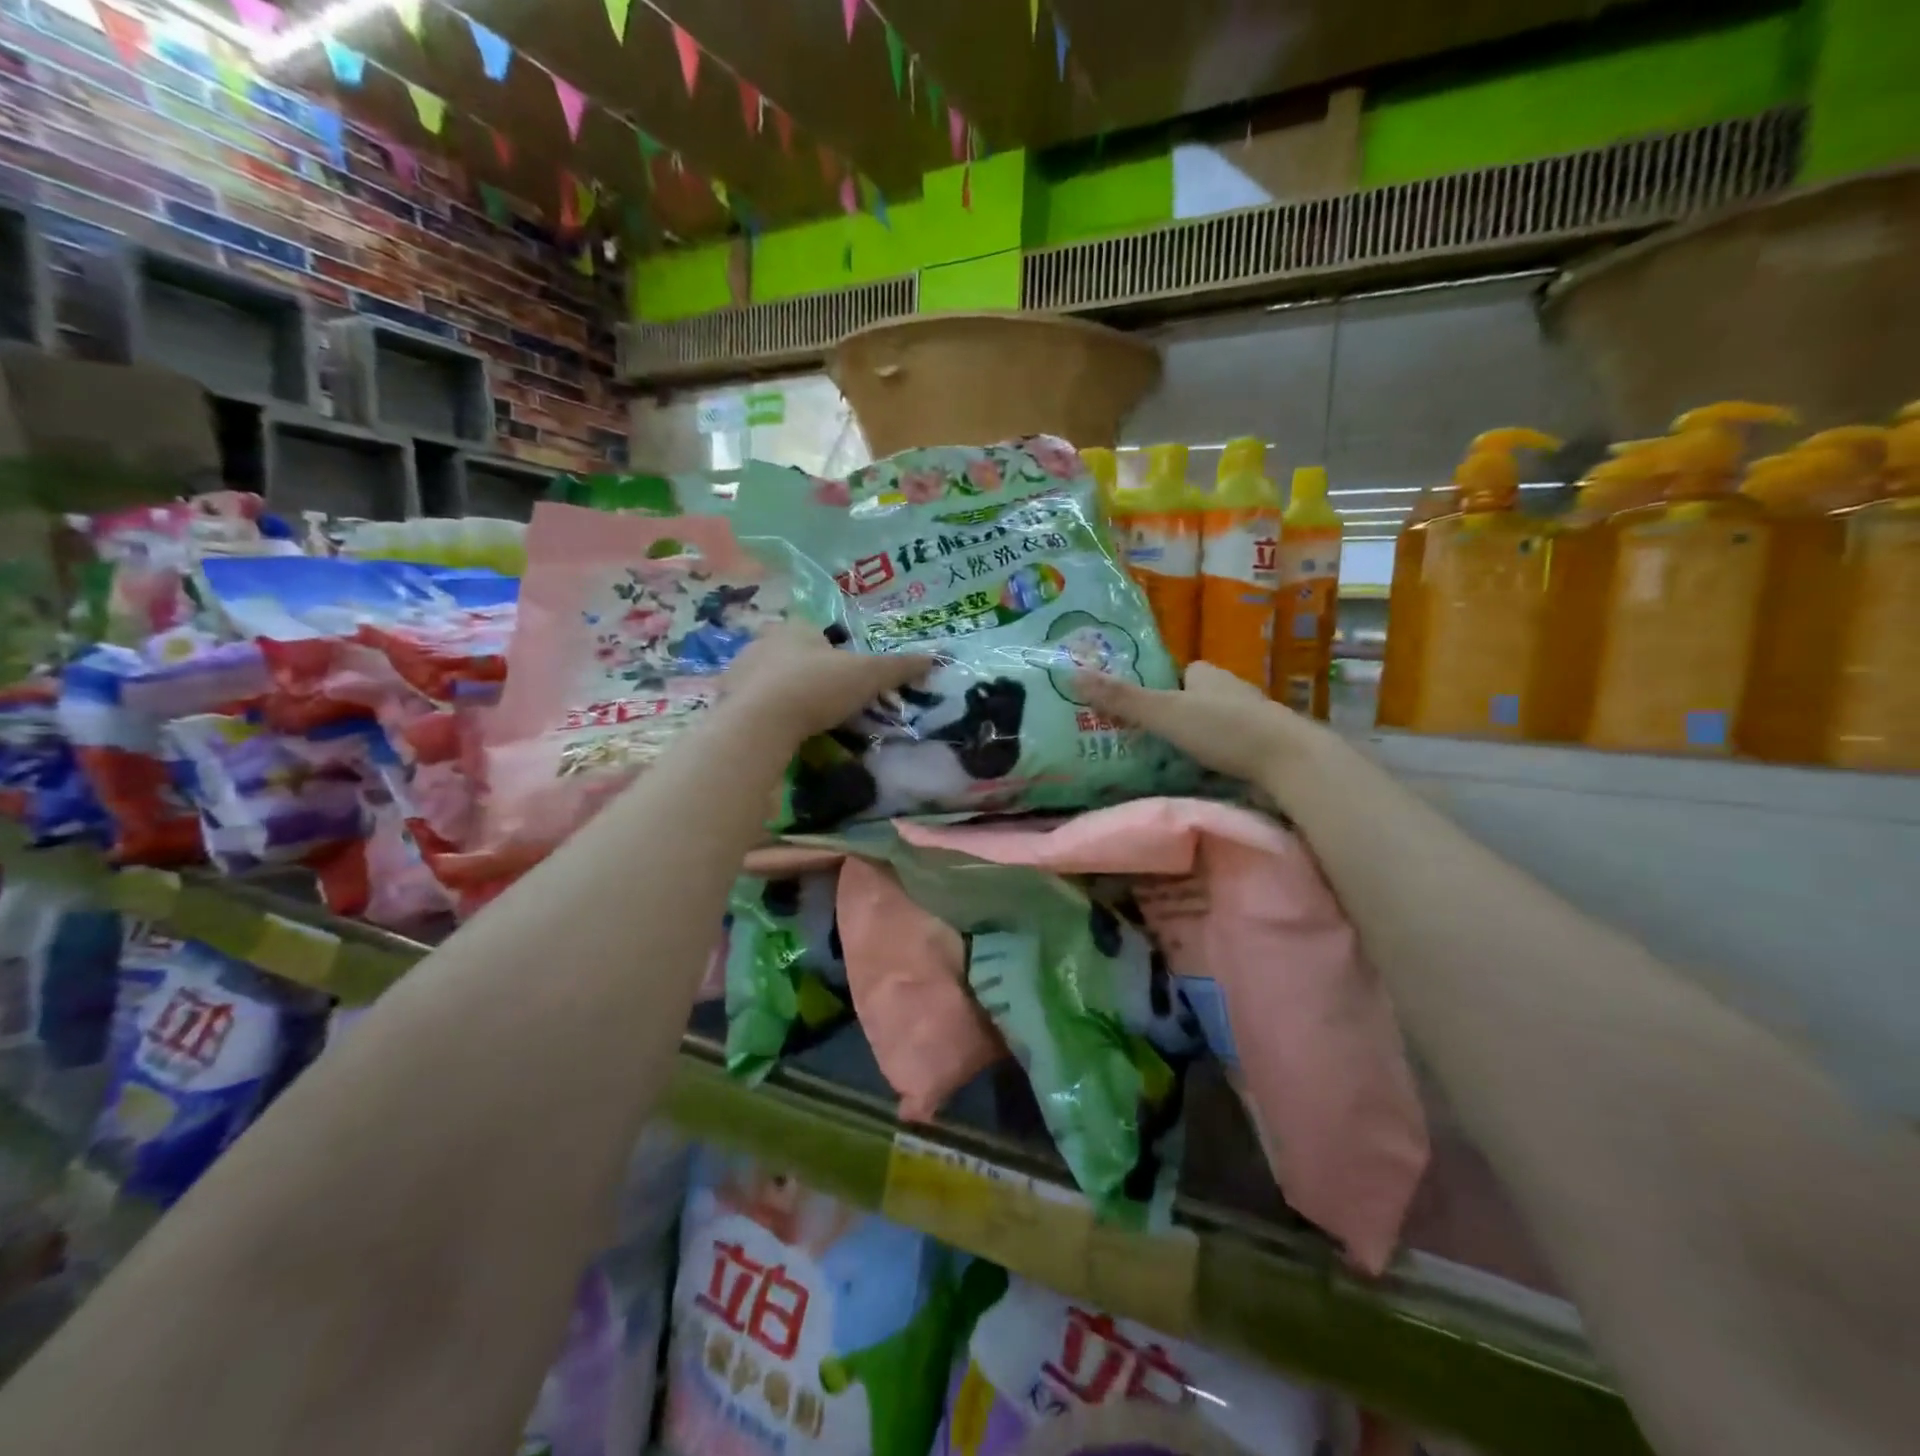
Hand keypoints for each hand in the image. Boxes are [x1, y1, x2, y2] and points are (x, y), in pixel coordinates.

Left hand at [721, 624, 935, 742]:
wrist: (760, 722)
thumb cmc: (817, 687)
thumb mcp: (867, 676)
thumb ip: (899, 667)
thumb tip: (935, 658)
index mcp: (796, 627)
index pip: (817, 631)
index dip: (833, 651)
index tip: (845, 677)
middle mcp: (764, 641)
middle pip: (792, 653)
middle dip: (808, 671)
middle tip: (827, 700)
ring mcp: (740, 669)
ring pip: (769, 677)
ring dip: (783, 692)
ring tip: (803, 719)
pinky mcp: (725, 699)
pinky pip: (750, 702)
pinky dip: (764, 712)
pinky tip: (778, 730)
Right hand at [1076, 660, 1330, 785]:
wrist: (1290, 762)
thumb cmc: (1224, 729)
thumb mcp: (1165, 712)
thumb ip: (1122, 698)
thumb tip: (1072, 673)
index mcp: (1207, 674)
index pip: (1176, 673)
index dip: (1155, 687)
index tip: (1134, 710)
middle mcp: (1229, 690)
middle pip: (1191, 699)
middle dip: (1171, 715)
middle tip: (1140, 740)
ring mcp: (1249, 718)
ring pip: (1210, 725)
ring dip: (1191, 739)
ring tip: (1161, 762)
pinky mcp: (1260, 747)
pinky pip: (1226, 748)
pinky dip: (1211, 758)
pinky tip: (1196, 775)